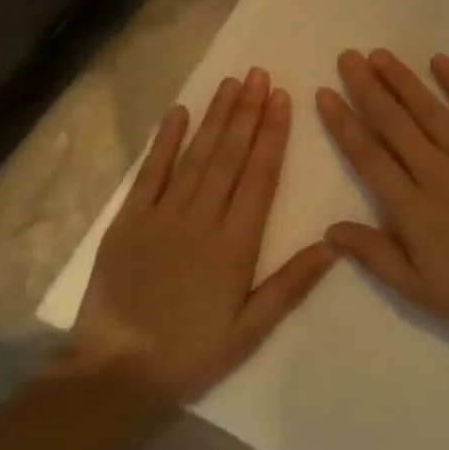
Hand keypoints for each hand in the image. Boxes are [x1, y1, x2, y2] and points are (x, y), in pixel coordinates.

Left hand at [71, 68, 336, 401]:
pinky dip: (165, 143)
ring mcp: (161, 217)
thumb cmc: (192, 353)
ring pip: (195, 157)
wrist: (115, 374)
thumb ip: (291, 284)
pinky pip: (149, 174)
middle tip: (261, 75)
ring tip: (233, 83)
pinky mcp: (127, 223)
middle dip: (248, 113)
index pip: (260, 177)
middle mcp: (201, 220)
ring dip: (216, 118)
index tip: (283, 99)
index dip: (273, 135)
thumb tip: (333, 243)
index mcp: (235, 245)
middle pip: (229, 157)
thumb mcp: (252, 329)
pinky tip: (179, 113)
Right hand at [317, 49, 448, 340]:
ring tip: (380, 55)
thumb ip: (376, 256)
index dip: (344, 124)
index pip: (369, 157)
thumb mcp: (420, 290)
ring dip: (403, 80)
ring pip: (431, 111)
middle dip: (367, 89)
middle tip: (347, 58)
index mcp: (414, 210)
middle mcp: (439, 174)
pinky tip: (440, 60)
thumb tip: (330, 229)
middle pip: (395, 124)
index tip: (325, 94)